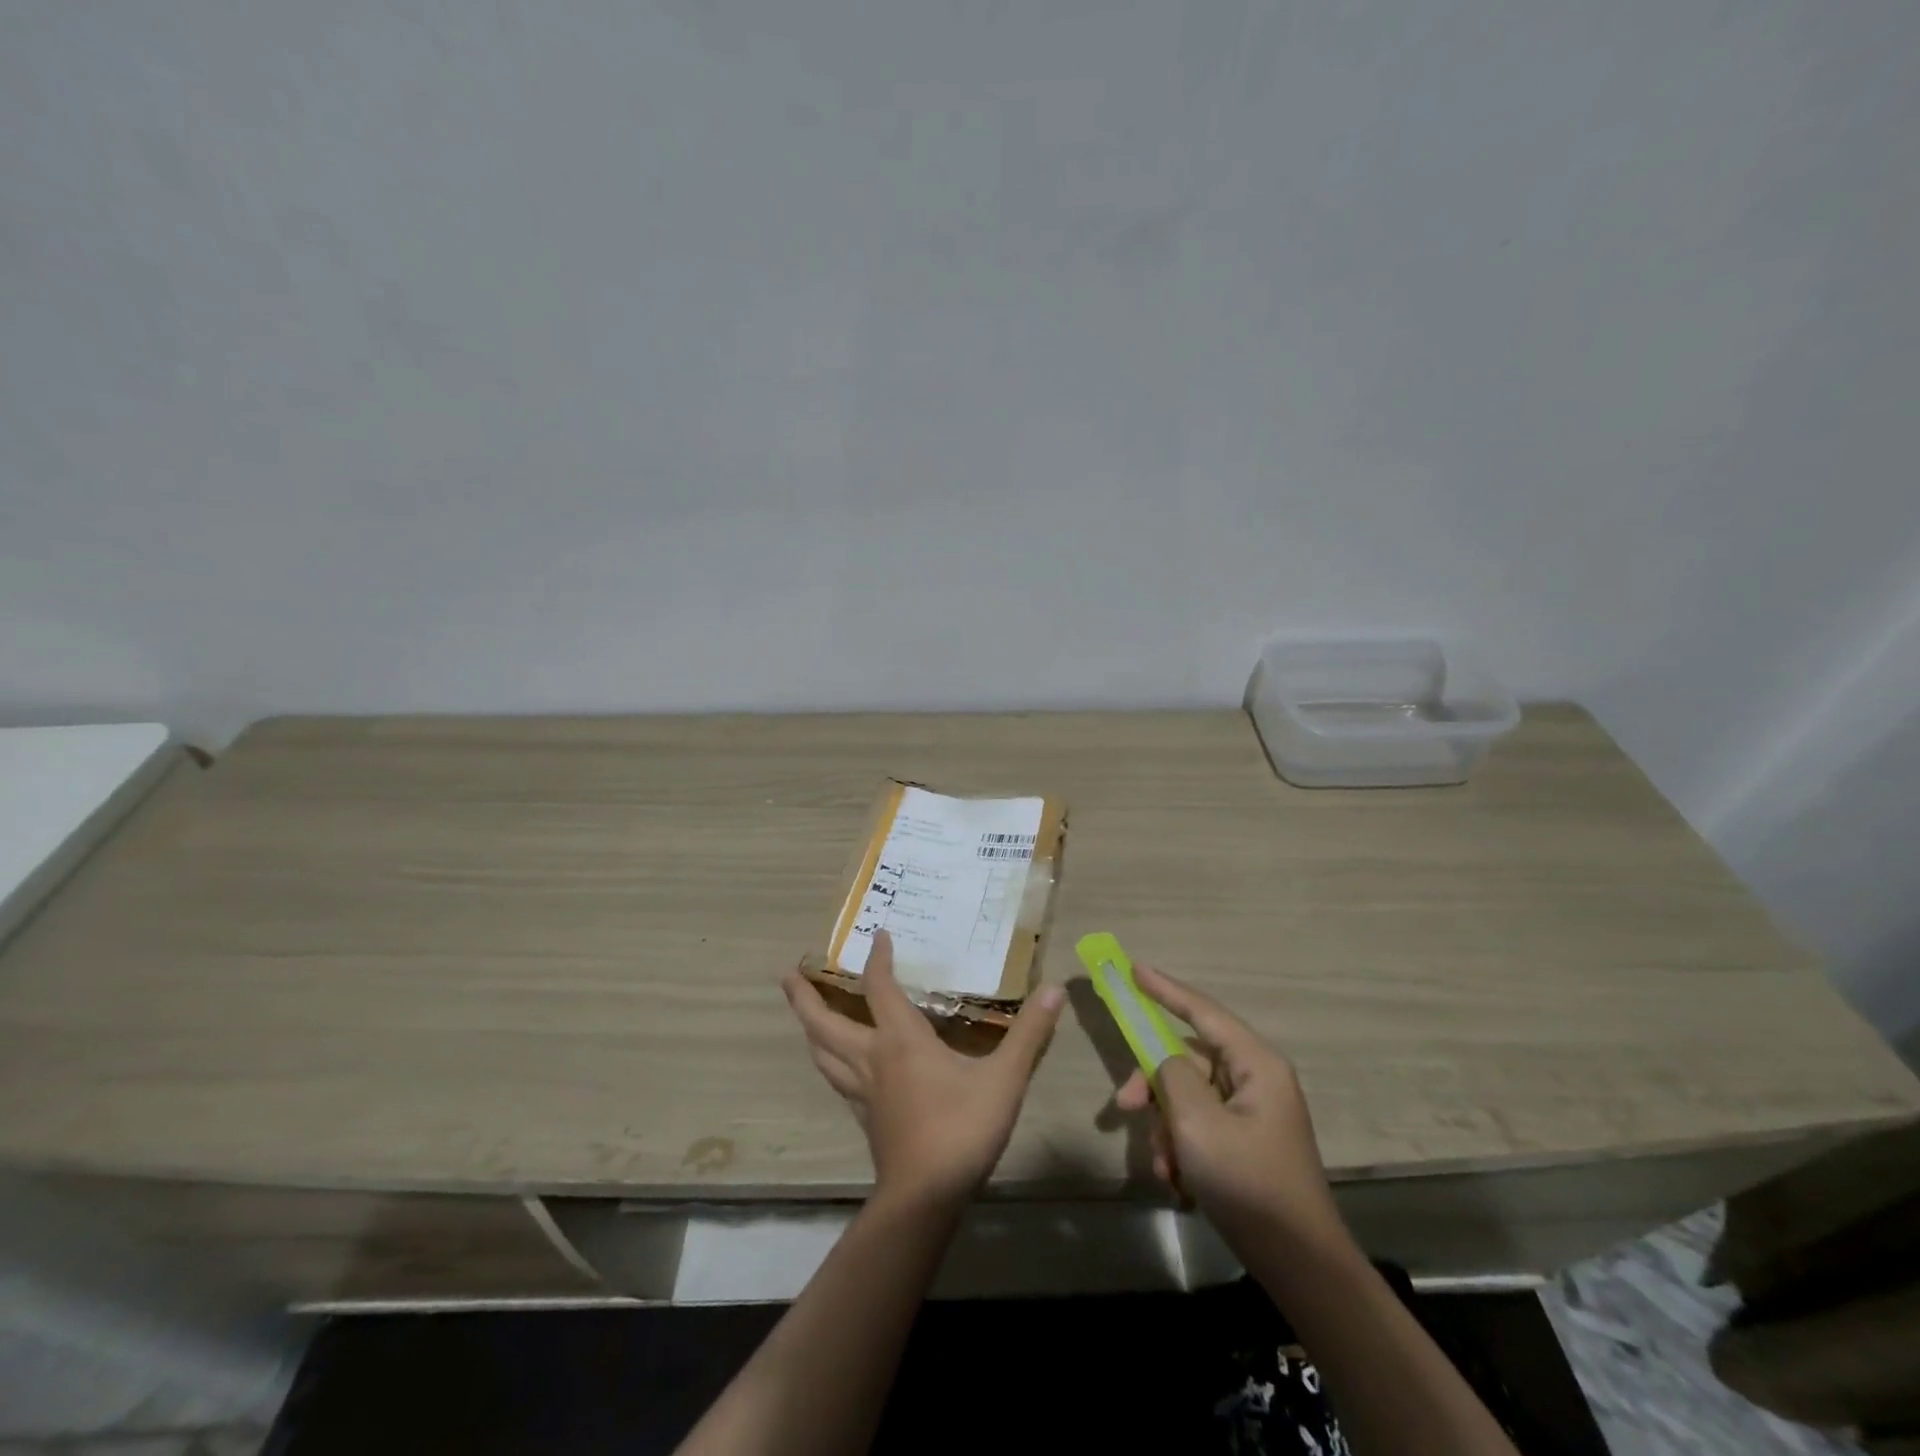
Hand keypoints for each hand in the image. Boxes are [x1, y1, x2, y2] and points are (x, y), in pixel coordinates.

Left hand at [783, 931, 1066, 1204]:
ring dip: (809, 1029)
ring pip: (823, 1054)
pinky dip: (829, 1062)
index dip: (878, 960)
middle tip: (787, 974)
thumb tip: (1055, 990)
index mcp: (901, 1040)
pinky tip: (835, 1067)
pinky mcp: (864, 1118)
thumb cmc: (963, 1129)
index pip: (880, 988)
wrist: (927, 1197)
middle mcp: (873, 1059)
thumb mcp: (1005, 1079)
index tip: (878, 935)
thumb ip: (1030, 1034)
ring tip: (801, 1013)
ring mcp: (863, 1092)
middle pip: (826, 1023)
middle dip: (804, 997)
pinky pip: (837, 1081)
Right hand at [1114, 965, 1342, 1245]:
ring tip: (1164, 1167)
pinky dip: (1181, 1146)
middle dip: (1154, 1086)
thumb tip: (1163, 1059)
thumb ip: (1172, 1075)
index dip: (1165, 989)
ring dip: (1166, 1127)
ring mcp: (1251, 1111)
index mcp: (1256, 1064)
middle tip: (1123, 1108)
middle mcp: (1256, 1078)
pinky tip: (1178, 1181)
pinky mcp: (1244, 1140)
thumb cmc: (1249, 1184)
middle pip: (1188, 1059)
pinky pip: (1199, 1124)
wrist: (1299, 1267)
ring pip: (1188, 1095)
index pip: (1202, 1011)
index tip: (1133, 969)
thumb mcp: (1199, 1125)